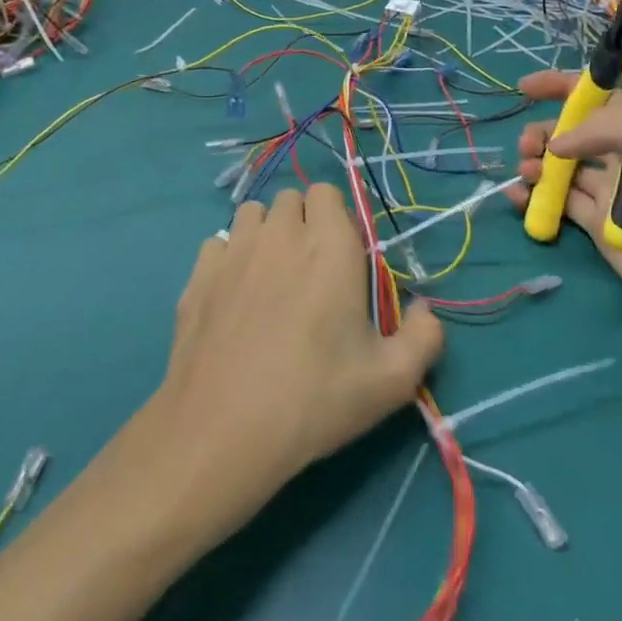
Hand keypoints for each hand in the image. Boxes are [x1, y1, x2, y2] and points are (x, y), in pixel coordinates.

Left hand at [143, 184, 444, 537]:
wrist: (223, 428)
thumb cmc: (315, 398)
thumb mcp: (392, 380)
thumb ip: (423, 336)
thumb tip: (424, 309)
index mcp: (329, 245)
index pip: (329, 192)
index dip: (338, 218)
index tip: (344, 258)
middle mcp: (280, 234)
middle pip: (291, 198)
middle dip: (303, 222)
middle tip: (311, 271)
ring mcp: (233, 251)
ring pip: (251, 214)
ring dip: (265, 233)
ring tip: (271, 278)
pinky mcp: (198, 275)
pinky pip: (217, 245)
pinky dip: (228, 259)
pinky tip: (233, 297)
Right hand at [503, 70, 621, 360]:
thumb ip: (618, 128)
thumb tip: (559, 144)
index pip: (602, 96)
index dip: (564, 86)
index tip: (526, 87)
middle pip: (572, 131)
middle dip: (544, 129)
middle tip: (529, 145)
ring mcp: (610, 194)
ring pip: (560, 167)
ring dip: (536, 161)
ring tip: (527, 170)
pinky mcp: (597, 229)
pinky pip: (558, 204)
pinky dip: (533, 196)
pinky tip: (517, 196)